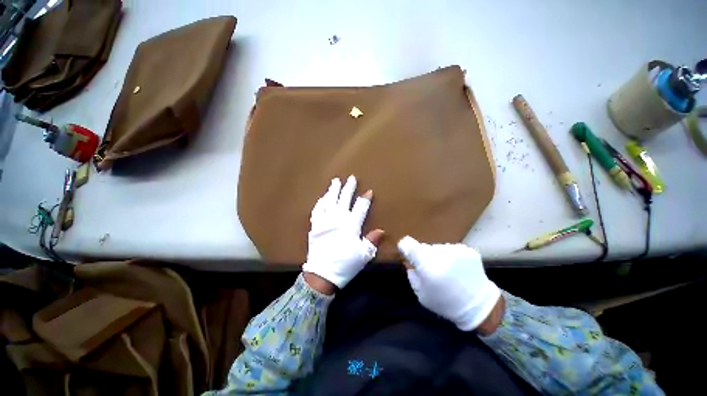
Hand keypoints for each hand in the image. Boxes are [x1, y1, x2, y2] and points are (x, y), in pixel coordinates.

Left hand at [302, 176, 383, 292]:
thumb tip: (381, 230)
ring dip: (333, 190)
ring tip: (335, 181)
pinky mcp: (315, 226)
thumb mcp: (363, 255)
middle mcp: (338, 219)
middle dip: (348, 188)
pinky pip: (317, 210)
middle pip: (344, 199)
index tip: (368, 191)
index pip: (360, 207)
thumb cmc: (345, 264)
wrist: (322, 274)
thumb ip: (372, 241)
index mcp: (351, 225)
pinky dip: (320, 203)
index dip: (365, 198)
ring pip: (329, 201)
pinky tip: (322, 198)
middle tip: (351, 178)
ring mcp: (325, 221)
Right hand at [398, 236, 501, 331]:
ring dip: (437, 256)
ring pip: (437, 247)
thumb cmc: (445, 303)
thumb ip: (411, 273)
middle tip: (431, 270)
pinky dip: (450, 257)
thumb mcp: (421, 293)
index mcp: (427, 266)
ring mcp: (455, 250)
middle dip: (423, 256)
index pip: (408, 243)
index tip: (407, 253)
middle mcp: (440, 253)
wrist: (479, 306)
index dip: (405, 247)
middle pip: (423, 247)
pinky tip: (457, 269)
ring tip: (447, 271)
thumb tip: (408, 259)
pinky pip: (450, 249)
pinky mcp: (467, 249)